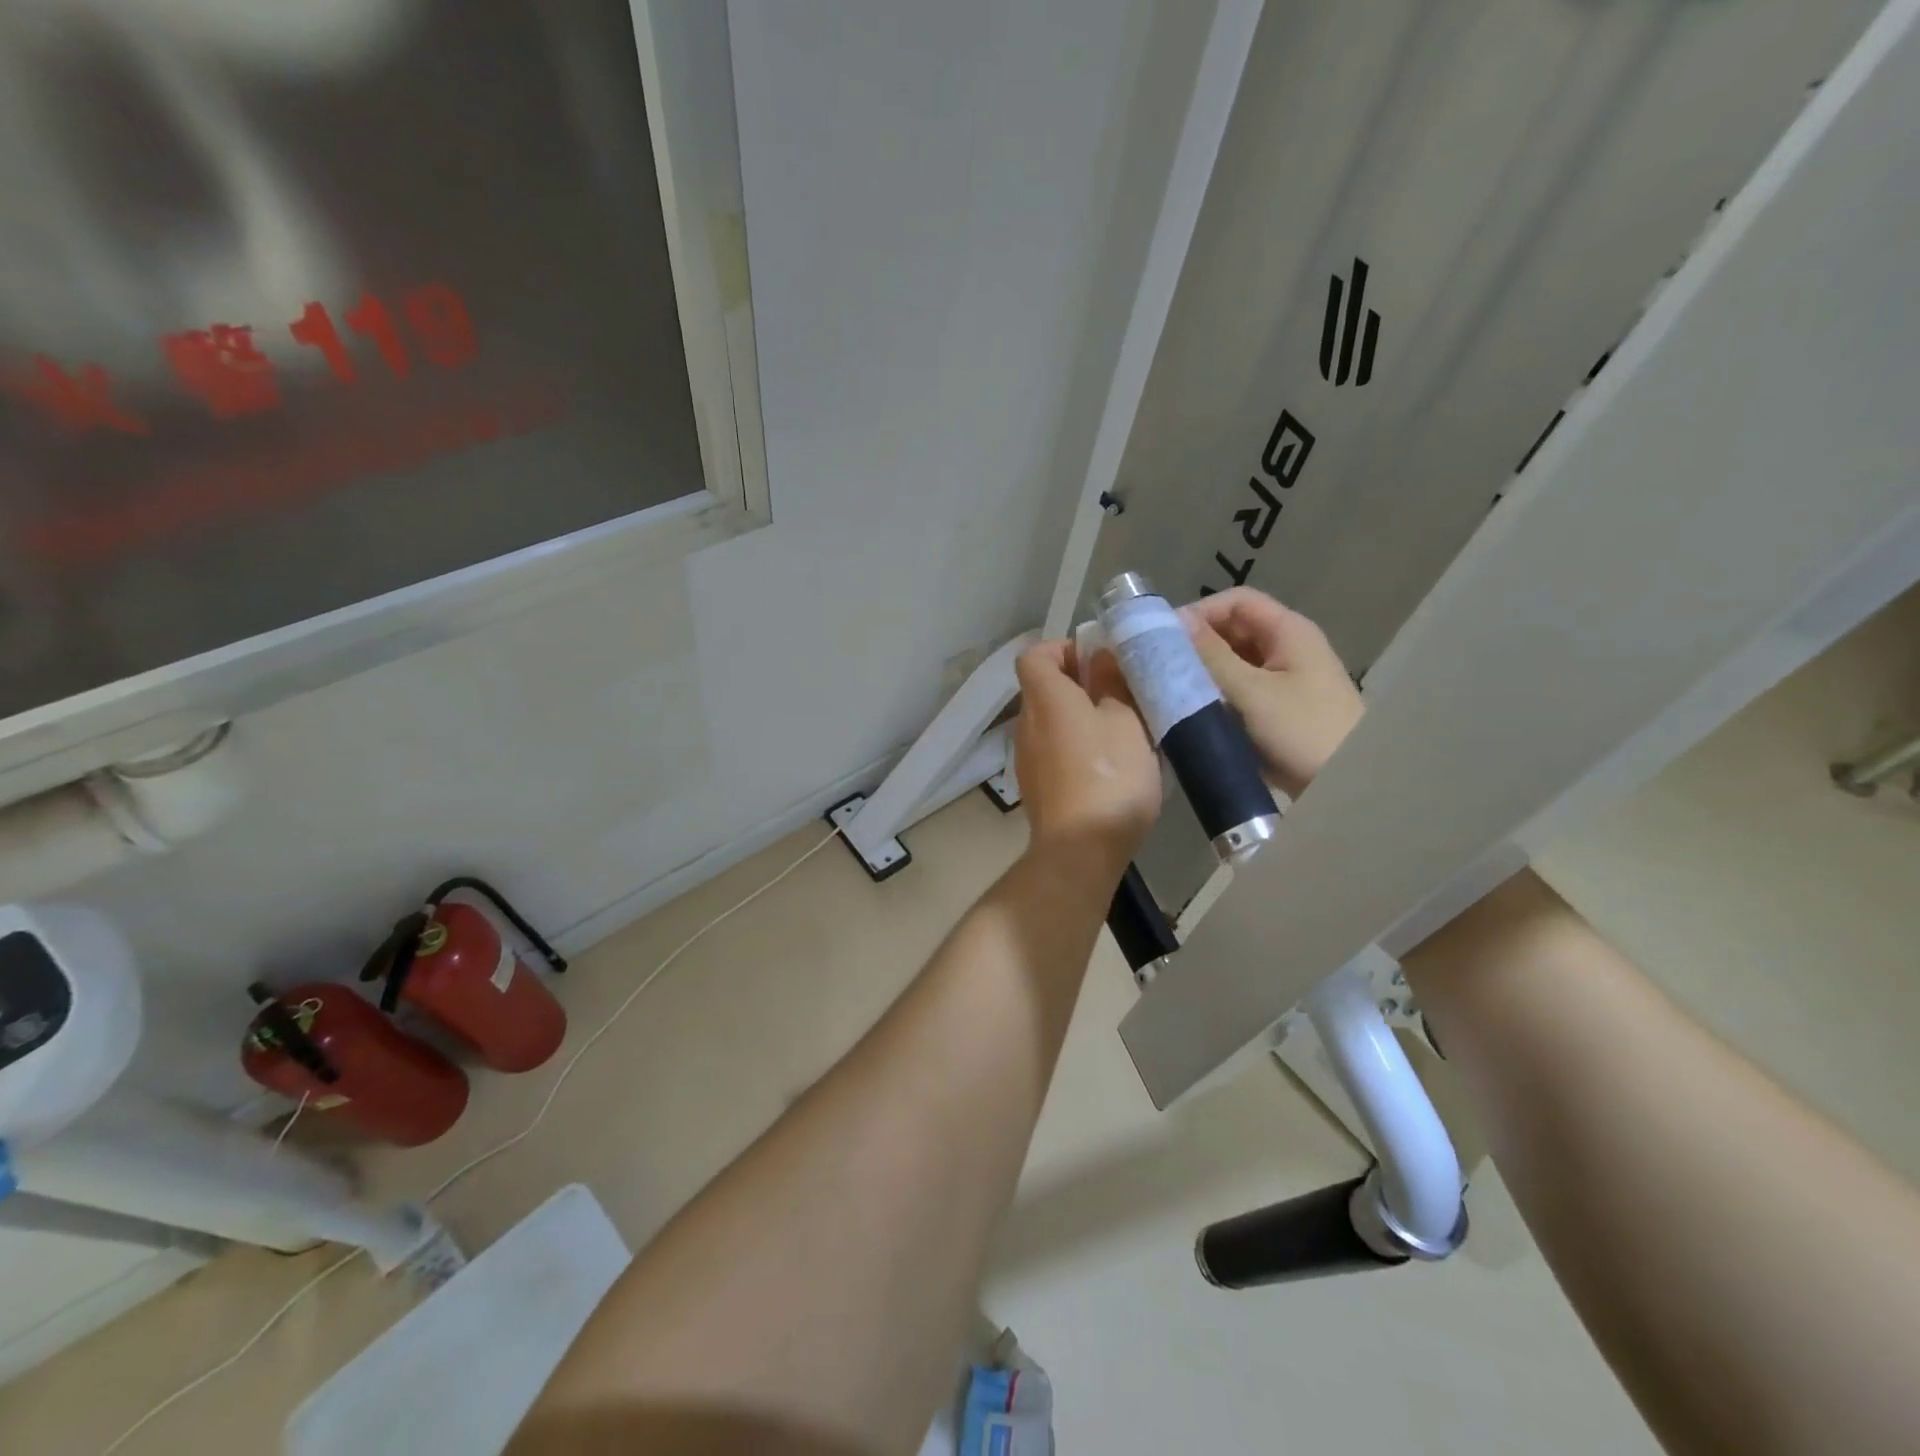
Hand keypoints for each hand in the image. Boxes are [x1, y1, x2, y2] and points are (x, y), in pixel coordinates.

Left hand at [1013, 640, 1161, 874]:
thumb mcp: (1126, 722)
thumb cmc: (1108, 776)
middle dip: (1079, 683)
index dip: (1063, 648)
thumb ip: (1112, 684)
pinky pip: (1053, 751)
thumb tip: (1100, 657)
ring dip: (1080, 717)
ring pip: (1051, 722)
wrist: (1079, 850)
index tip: (1098, 659)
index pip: (1035, 655)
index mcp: (1045, 698)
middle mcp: (1027, 723)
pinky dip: (1075, 747)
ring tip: (1122, 730)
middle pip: (1043, 688)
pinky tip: (1107, 766)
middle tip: (1121, 694)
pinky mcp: (1035, 787)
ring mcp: (1027, 758)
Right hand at [1180, 588, 1362, 797]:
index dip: (1200, 612)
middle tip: (1161, 667)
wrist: (1348, 784)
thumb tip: (1174, 620)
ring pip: (1233, 661)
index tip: (1165, 639)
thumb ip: (1212, 655)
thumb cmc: (1303, 731)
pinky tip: (1193, 710)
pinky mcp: (1276, 708)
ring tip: (1171, 689)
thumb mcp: (1251, 691)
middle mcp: (1286, 648)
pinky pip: (1239, 689)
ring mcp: (1283, 679)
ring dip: (1204, 671)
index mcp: (1288, 631)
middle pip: (1233, 630)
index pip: (1236, 601)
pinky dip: (1215, 693)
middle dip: (1197, 645)